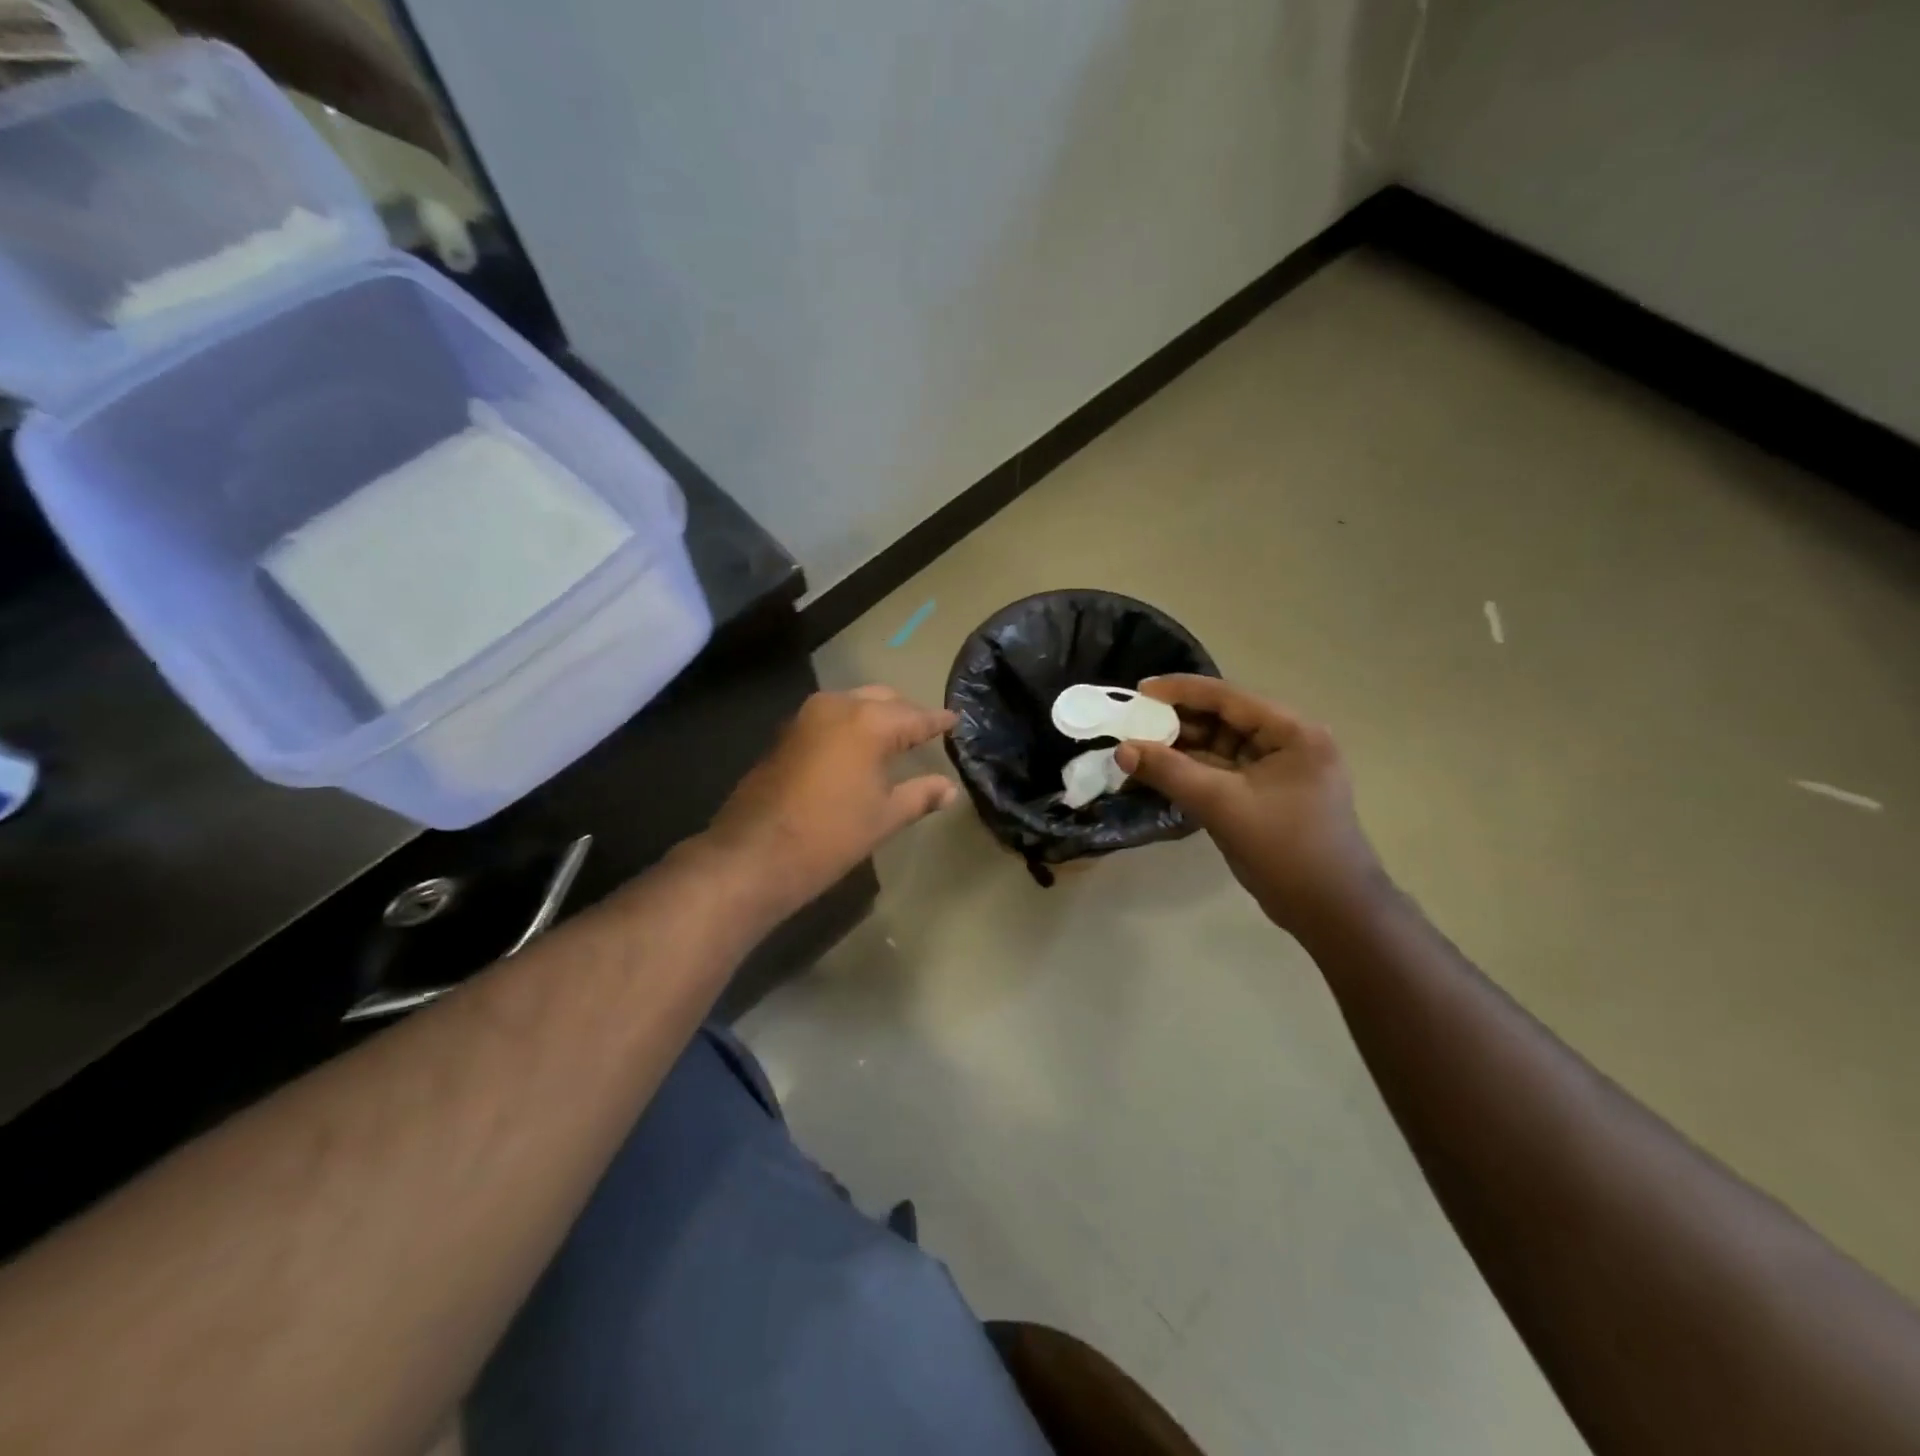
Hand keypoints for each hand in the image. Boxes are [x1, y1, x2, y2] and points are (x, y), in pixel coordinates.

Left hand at [704, 687, 957, 920]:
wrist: (755, 853)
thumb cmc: (830, 835)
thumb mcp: (884, 817)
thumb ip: (920, 795)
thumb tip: (949, 788)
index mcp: (869, 722)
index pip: (915, 716)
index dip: (938, 721)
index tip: (955, 720)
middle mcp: (838, 706)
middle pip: (882, 699)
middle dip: (906, 712)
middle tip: (926, 731)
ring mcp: (806, 717)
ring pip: (853, 703)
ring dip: (875, 715)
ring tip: (895, 738)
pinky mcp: (786, 733)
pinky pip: (830, 718)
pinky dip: (850, 725)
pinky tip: (858, 748)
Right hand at [1114, 676, 1384, 932]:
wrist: (1331, 911)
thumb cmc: (1285, 849)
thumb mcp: (1222, 805)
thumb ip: (1170, 772)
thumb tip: (1122, 750)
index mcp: (1293, 732)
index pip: (1229, 698)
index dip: (1181, 691)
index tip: (1140, 690)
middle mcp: (1290, 743)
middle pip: (1225, 720)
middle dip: (1179, 721)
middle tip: (1133, 722)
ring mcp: (1280, 772)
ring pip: (1222, 748)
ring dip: (1183, 748)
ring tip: (1139, 747)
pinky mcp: (1268, 796)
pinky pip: (1225, 773)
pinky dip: (1194, 772)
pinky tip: (1161, 773)